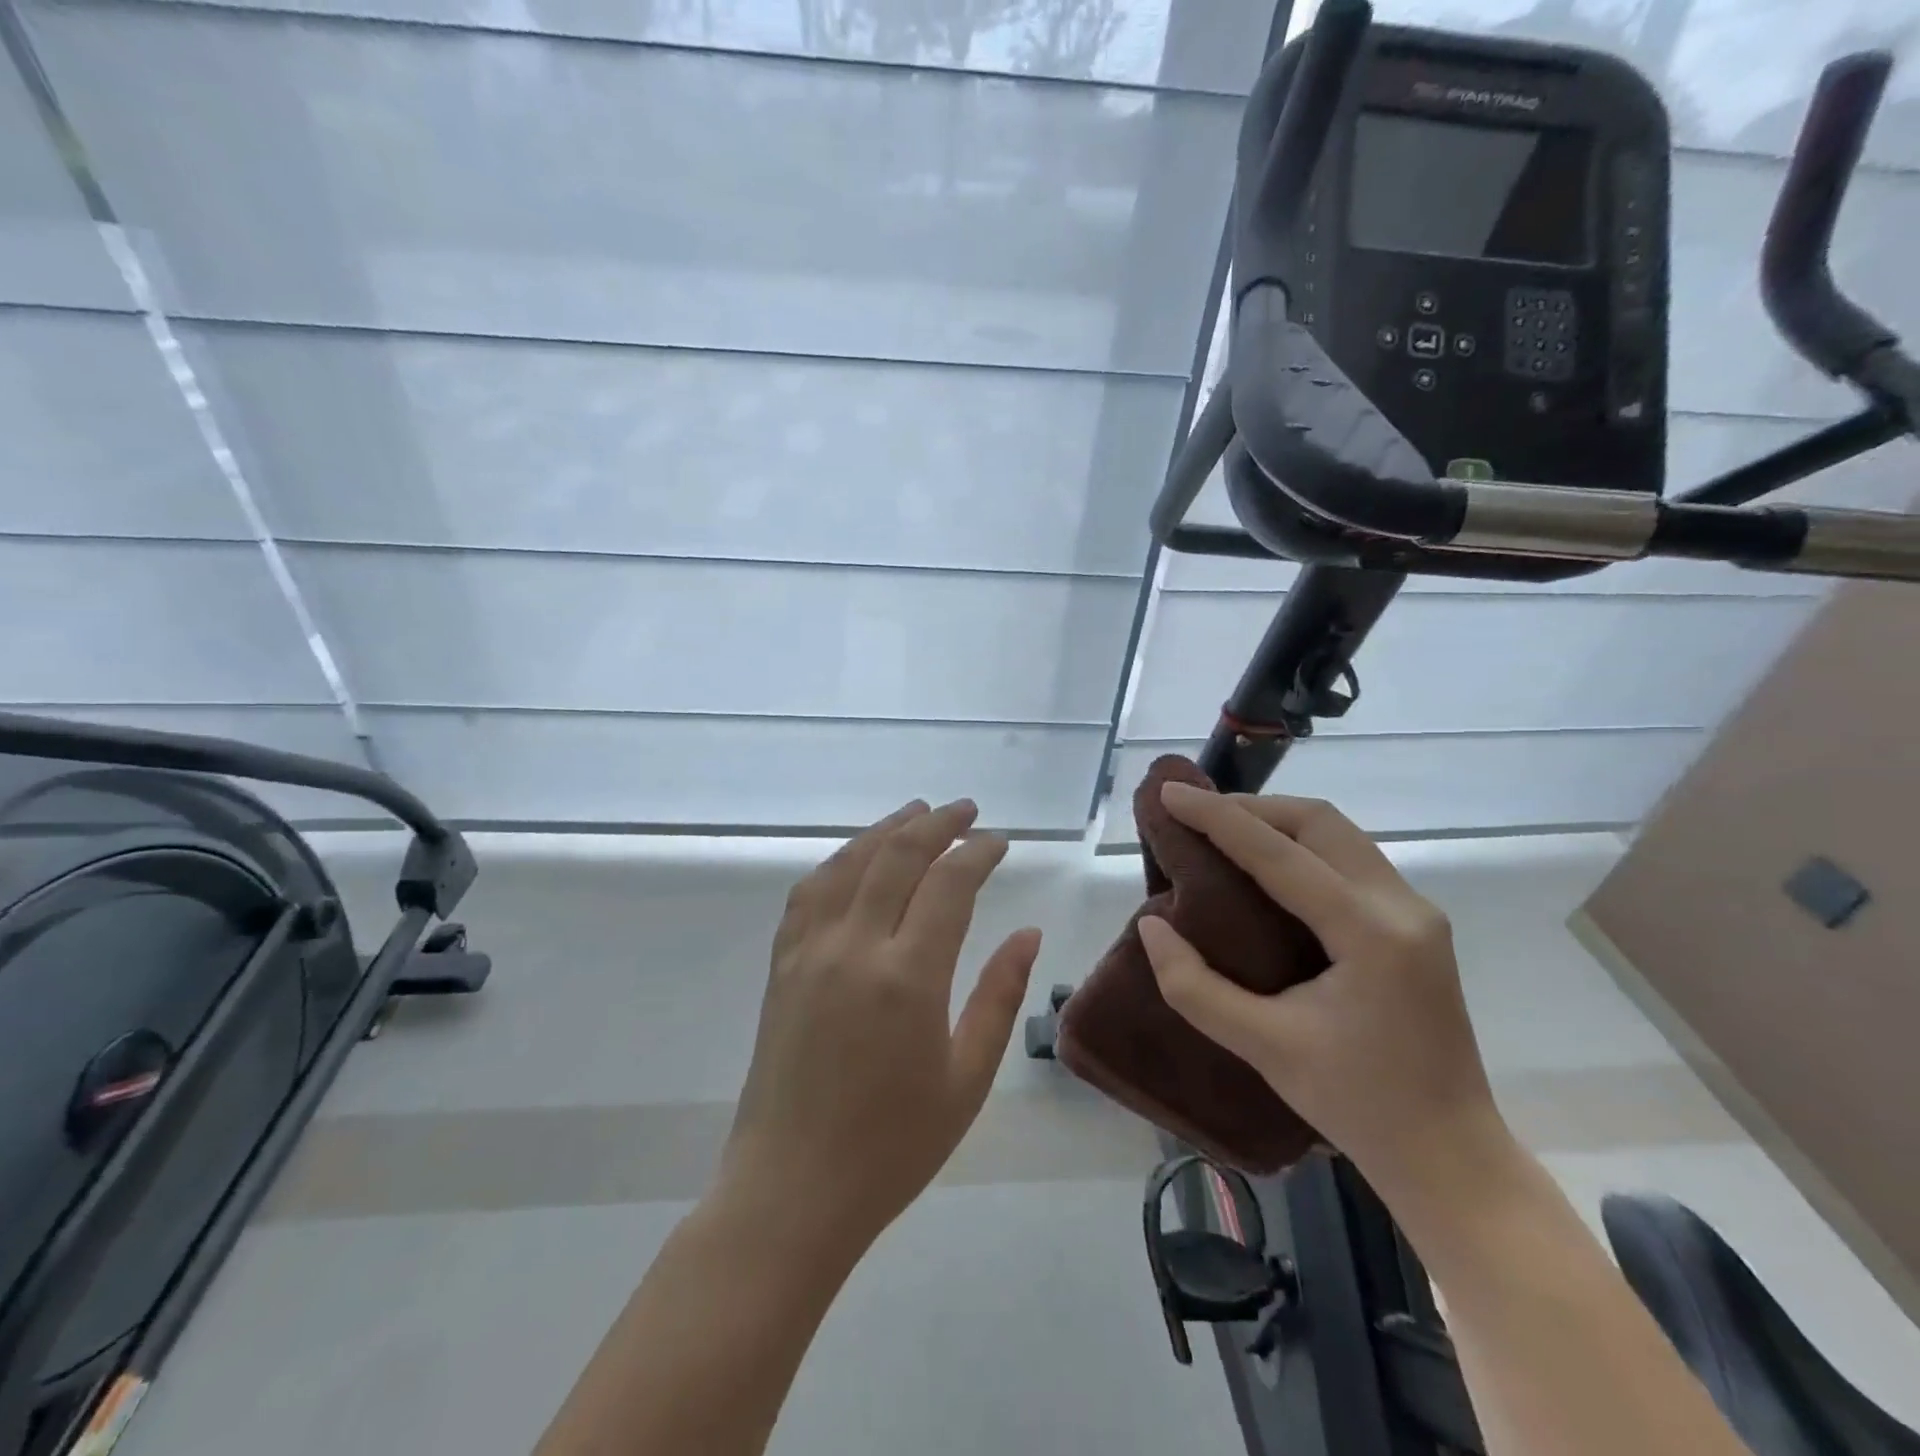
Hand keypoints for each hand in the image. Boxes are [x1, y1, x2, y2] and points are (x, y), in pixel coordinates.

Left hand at [717, 798, 1042, 1253]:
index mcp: (908, 978)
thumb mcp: (966, 1079)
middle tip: (966, 810)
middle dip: (936, 824)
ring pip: (849, 863)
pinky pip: (809, 892)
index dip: (977, 853)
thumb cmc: (892, 1147)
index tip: (1000, 842)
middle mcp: (855, 948)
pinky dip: (839, 861)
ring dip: (885, 830)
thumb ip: (999, 996)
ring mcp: (810, 952)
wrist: (791, 1192)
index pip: (949, 884)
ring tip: (916, 813)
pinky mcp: (782, 966)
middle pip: (897, 856)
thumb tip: (1028, 933)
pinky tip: (855, 857)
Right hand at [1137, 785, 1508, 1200]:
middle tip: (1194, 813)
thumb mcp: (1263, 1048)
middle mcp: (1401, 906)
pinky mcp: (1415, 924)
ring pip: (1339, 834)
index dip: (1217, 817)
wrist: (1450, 1155)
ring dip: (1277, 821)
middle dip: (1251, 807)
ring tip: (1222, 830)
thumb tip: (1152, 926)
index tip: (1170, 793)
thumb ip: (1195, 986)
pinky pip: (1350, 858)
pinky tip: (1266, 864)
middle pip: (1319, 822)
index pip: (1279, 852)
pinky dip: (1301, 845)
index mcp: (1369, 932)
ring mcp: (1416, 912)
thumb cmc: (1357, 1105)